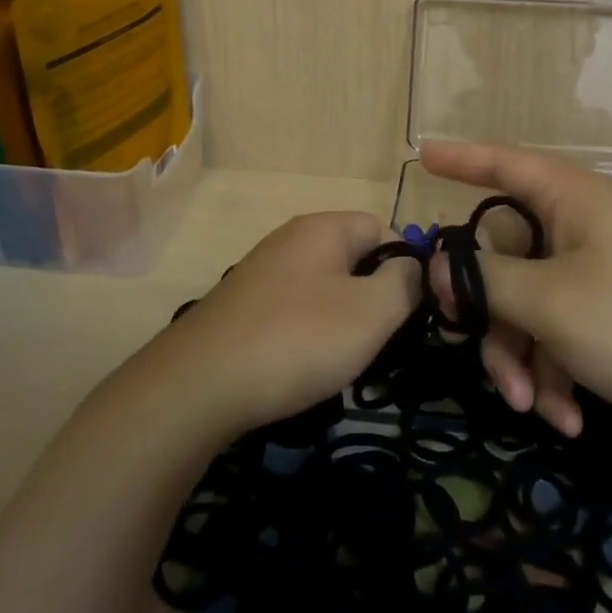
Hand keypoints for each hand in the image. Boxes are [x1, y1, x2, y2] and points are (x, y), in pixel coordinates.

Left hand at [159, 211, 417, 437]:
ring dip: (343, 318)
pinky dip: (309, 332)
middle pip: (353, 257)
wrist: (199, 385)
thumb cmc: (297, 339)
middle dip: (375, 295)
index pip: (383, 227)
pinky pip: (295, 308)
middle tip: (381, 338)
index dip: (406, 264)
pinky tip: (304, 365)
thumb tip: (411, 266)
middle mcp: (290, 239)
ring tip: (344, 358)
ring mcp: (262, 272)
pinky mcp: (243, 306)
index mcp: (322, 228)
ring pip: (325, 286)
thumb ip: (405, 282)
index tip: (412, 310)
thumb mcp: (371, 312)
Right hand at [423, 141, 611, 446]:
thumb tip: (441, 265)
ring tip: (536, 407)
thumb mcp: (551, 303)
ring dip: (523, 356)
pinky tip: (568, 418)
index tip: (420, 157)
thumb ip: (485, 280)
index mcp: (570, 200)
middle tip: (484, 356)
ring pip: (528, 302)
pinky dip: (556, 371)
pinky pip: (560, 331)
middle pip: (505, 254)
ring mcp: (599, 273)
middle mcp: (582, 227)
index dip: (460, 158)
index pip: (503, 163)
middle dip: (492, 314)